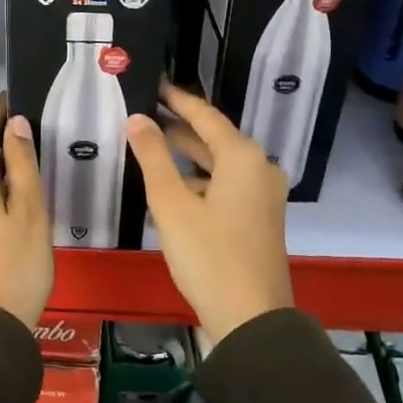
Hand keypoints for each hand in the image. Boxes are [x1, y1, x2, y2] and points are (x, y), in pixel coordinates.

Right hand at [126, 80, 293, 346]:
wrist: (251, 317)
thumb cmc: (208, 255)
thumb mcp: (172, 204)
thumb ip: (153, 157)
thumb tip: (137, 119)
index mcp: (243, 158)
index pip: (205, 116)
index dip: (178, 100)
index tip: (155, 85)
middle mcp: (260, 169)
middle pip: (215, 138)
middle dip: (181, 128)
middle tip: (145, 115)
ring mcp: (264, 195)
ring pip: (221, 164)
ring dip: (189, 157)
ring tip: (152, 148)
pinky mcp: (260, 218)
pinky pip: (227, 185)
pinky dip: (201, 181)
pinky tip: (174, 190)